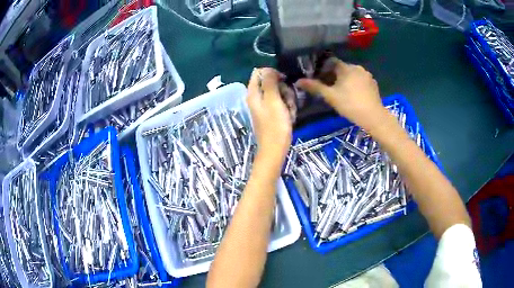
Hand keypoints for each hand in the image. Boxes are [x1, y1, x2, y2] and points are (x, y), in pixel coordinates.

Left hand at [247, 68, 291, 162]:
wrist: (275, 149)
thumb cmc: (275, 125)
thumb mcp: (273, 100)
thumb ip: (269, 82)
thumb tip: (267, 69)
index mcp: (253, 93)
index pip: (259, 72)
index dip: (272, 73)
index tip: (284, 80)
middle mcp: (256, 97)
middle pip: (271, 82)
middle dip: (283, 89)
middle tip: (288, 100)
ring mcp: (264, 106)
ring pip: (279, 93)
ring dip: (287, 100)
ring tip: (289, 111)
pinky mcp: (271, 114)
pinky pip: (281, 104)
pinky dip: (287, 108)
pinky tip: (289, 117)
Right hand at [296, 58, 385, 132]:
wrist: (373, 117)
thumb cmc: (350, 104)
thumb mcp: (330, 96)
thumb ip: (315, 87)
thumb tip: (298, 81)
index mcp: (345, 67)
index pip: (331, 62)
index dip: (323, 69)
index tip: (319, 79)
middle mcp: (357, 67)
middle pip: (341, 68)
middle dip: (333, 76)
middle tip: (328, 89)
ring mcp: (367, 75)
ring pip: (351, 74)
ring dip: (344, 80)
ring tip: (341, 93)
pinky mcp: (373, 83)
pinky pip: (360, 80)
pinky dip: (354, 84)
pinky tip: (353, 96)